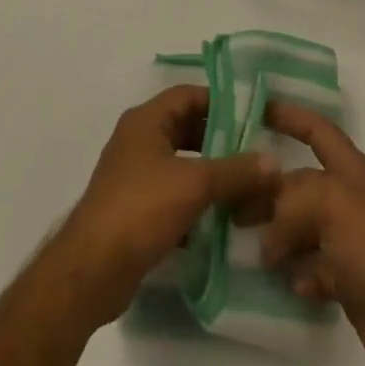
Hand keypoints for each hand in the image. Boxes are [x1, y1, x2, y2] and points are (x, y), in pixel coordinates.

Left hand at [48, 85, 279, 328]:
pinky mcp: (134, 209)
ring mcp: (134, 175)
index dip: (219, 101)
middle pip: (185, 128)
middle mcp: (138, 140)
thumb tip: (274, 161)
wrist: (91, 270)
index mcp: (146, 120)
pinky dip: (194, 201)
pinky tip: (221, 218)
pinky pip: (171, 194)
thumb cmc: (141, 210)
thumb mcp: (195, 185)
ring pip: (180, 163)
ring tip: (245, 185)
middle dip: (219, 139)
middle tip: (253, 151)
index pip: (188, 95)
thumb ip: (236, 171)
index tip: (251, 115)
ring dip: (209, 172)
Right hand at [260, 102, 364, 365]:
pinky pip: (311, 269)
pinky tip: (284, 283)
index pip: (317, 129)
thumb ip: (292, 203)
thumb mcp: (333, 205)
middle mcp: (348, 200)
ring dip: (275, 235)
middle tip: (229, 201)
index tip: (256, 109)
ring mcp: (349, 242)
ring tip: (243, 245)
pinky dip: (295, 273)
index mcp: (349, 170)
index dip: (290, 115)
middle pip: (300, 184)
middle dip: (267, 189)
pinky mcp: (349, 283)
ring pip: (301, 228)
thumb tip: (265, 235)